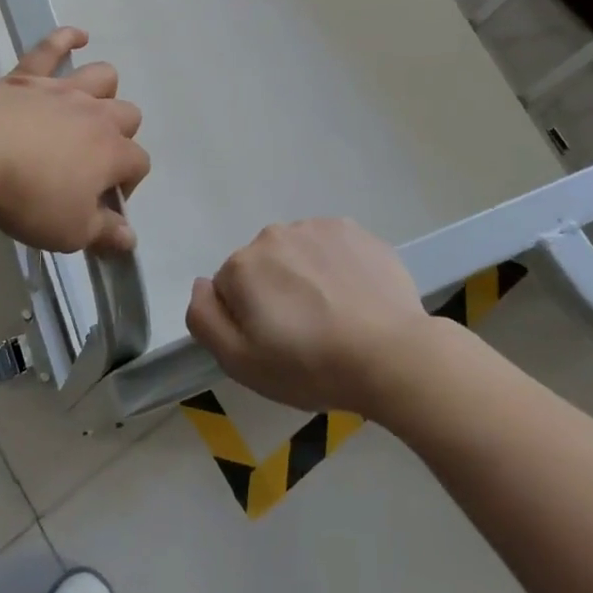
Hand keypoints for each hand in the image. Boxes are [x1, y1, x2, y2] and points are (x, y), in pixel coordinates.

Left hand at [0, 28, 149, 254]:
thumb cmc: (27, 196)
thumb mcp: (70, 231)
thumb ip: (105, 233)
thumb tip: (131, 239)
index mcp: (112, 152)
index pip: (139, 164)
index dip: (128, 186)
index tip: (103, 206)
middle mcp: (96, 114)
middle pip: (129, 116)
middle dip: (121, 137)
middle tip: (93, 162)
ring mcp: (63, 90)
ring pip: (103, 76)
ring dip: (104, 90)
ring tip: (90, 108)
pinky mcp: (28, 76)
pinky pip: (52, 47)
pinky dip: (66, 38)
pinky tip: (77, 36)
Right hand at [186, 219, 440, 413]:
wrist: (392, 356)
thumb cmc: (310, 365)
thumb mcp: (241, 362)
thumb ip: (205, 319)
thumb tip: (200, 285)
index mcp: (242, 265)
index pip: (228, 289)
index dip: (247, 320)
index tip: (275, 344)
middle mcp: (273, 235)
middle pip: (262, 266)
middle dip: (274, 292)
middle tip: (304, 334)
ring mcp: (315, 227)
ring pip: (296, 254)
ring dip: (305, 277)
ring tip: (334, 317)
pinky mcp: (353, 230)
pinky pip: (330, 247)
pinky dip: (335, 267)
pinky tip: (354, 297)